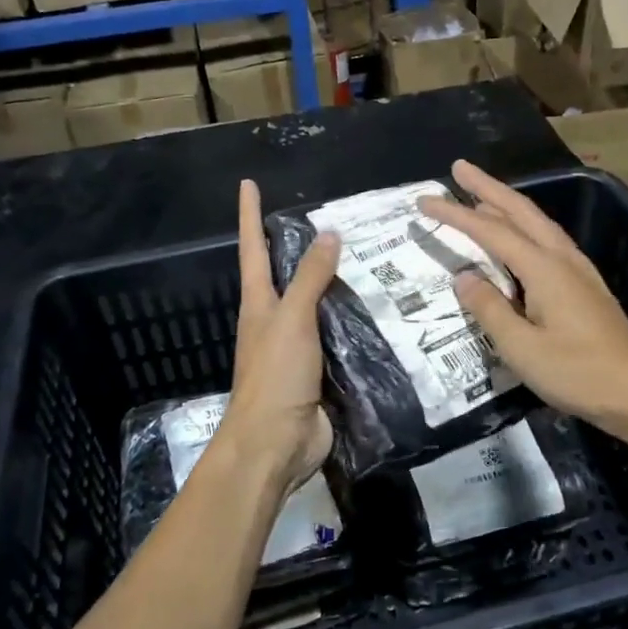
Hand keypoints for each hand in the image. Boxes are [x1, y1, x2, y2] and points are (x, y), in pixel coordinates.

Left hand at [220, 179, 338, 494]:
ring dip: (336, 285)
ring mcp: (297, 348)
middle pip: (286, 275)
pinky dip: (355, 322)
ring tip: (369, 260)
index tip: (248, 184)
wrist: (276, 444)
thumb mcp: (292, 319)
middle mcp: (275, 321)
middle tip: (336, 220)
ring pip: (318, 306)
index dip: (249, 215)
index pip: (252, 248)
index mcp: (259, 303)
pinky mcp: (320, 372)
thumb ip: (310, 278)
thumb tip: (328, 234)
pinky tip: (380, 312)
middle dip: (301, 248)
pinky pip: (340, 338)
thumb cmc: (275, 376)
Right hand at [419, 160, 627, 441]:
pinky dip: (524, 227)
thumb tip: (463, 276)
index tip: (424, 201)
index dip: (455, 214)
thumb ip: (489, 309)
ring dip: (507, 204)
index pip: (490, 231)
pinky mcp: (586, 286)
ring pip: (538, 223)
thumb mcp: (522, 348)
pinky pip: (548, 241)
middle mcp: (563, 259)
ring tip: (481, 196)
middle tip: (459, 168)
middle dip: (488, 187)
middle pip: (521, 211)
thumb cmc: (578, 374)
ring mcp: (579, 270)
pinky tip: (518, 238)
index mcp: (545, 269)